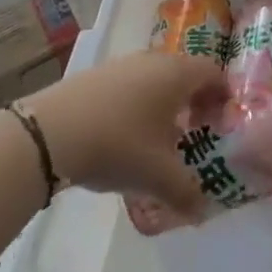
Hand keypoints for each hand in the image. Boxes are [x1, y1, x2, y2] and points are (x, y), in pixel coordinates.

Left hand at [21, 51, 226, 213]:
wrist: (49, 134)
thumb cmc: (118, 145)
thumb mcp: (157, 176)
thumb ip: (186, 193)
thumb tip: (201, 212)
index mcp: (177, 74)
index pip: (214, 73)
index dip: (223, 96)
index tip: (221, 123)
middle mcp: (153, 60)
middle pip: (185, 72)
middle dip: (194, 100)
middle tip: (194, 130)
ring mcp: (122, 64)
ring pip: (155, 77)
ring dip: (164, 101)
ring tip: (158, 136)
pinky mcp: (95, 75)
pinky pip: (130, 84)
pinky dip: (137, 102)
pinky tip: (124, 134)